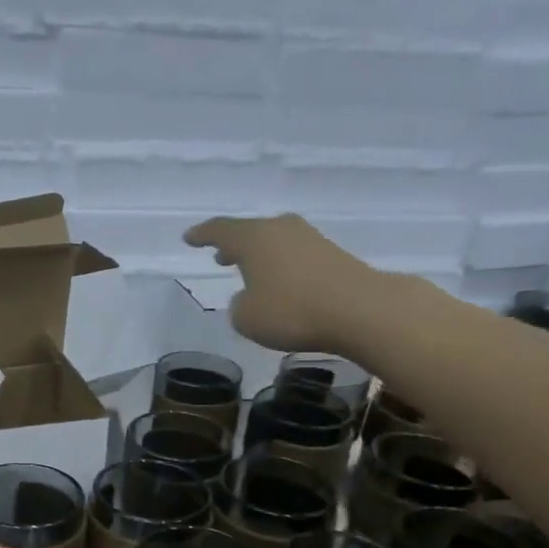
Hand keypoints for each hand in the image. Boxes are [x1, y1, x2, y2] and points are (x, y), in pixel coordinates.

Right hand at [185, 214, 382, 352]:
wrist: (359, 309)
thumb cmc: (291, 311)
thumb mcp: (247, 318)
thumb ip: (239, 305)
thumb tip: (248, 296)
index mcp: (252, 238)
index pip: (219, 230)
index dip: (202, 235)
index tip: (189, 238)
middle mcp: (280, 229)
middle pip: (250, 232)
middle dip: (233, 245)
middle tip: (220, 256)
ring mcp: (309, 238)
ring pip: (274, 242)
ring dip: (259, 255)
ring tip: (249, 271)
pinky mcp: (332, 254)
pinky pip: (295, 255)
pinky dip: (281, 266)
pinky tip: (281, 284)